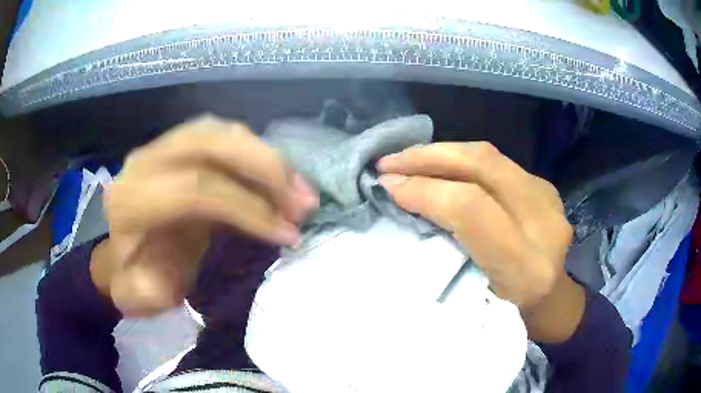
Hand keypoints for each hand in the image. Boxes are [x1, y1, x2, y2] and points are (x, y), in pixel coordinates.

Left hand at [91, 116, 317, 316]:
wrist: (113, 252)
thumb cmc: (128, 278)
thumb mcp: (140, 297)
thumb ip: (159, 284)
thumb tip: (199, 255)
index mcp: (131, 202)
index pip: (197, 189)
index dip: (248, 208)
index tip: (289, 234)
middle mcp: (145, 162)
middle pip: (213, 144)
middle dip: (266, 170)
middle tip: (305, 202)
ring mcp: (161, 146)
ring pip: (221, 133)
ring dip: (265, 157)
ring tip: (298, 189)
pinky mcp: (176, 144)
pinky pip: (221, 134)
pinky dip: (253, 151)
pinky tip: (274, 176)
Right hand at [378, 142, 583, 342]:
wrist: (554, 303)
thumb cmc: (510, 315)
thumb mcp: (473, 302)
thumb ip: (445, 255)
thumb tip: (402, 207)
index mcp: (525, 268)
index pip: (471, 208)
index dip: (425, 191)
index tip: (387, 187)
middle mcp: (545, 225)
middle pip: (483, 165)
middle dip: (428, 157)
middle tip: (389, 162)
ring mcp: (549, 199)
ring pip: (489, 156)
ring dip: (441, 153)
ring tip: (407, 159)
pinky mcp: (545, 188)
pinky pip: (497, 162)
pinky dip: (460, 160)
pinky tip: (440, 167)